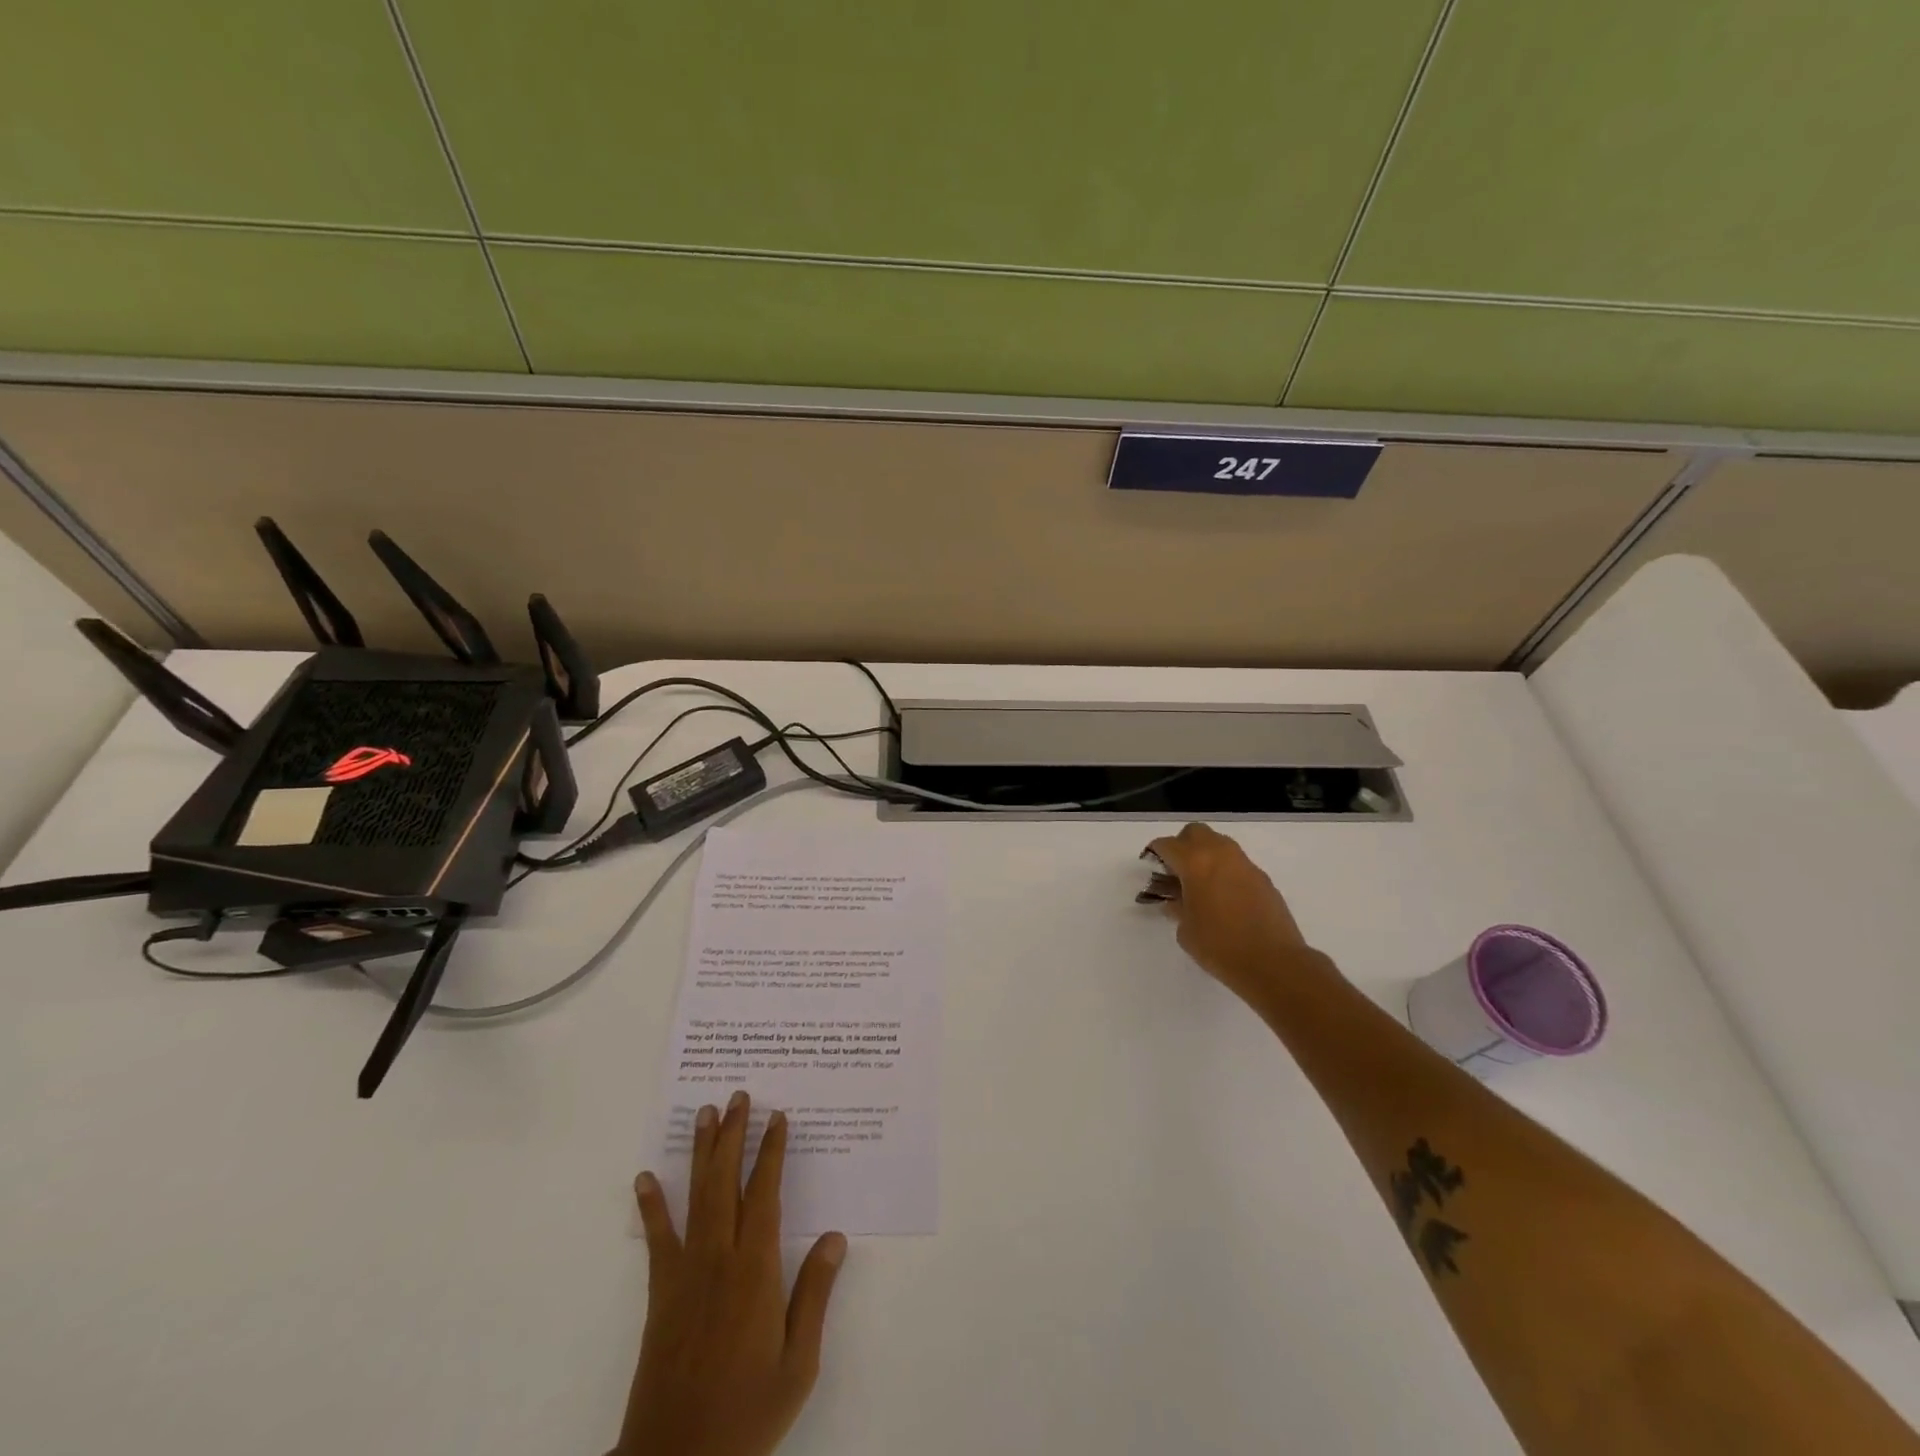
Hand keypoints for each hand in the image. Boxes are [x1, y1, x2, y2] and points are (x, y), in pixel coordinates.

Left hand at [618, 1092, 847, 1455]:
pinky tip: (644, 1177)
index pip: (766, 1194)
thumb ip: (815, 1294)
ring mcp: (685, 1273)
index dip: (772, 1152)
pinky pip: (657, 1239)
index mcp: (756, 1271)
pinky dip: (651, 1206)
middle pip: (727, 1182)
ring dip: (702, 1153)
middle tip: (738, 1096)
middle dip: (734, 1135)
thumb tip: (835, 1236)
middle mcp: (719, 1259)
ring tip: (704, 1114)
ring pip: (696, 1197)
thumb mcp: (798, 1362)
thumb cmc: (747, 1412)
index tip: (778, 1117)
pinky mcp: (660, 1293)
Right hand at [1146, 823, 1322, 1004]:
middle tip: (1177, 871)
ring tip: (1201, 885)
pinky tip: (1225, 898)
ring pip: (1220, 844)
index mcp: (1195, 862)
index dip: (1155, 854)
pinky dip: (1226, 871)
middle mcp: (1221, 854)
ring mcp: (1245, 865)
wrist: (1273, 963)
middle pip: (1195, 832)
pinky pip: (1238, 864)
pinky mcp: (1263, 879)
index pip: (1167, 844)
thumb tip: (1176, 900)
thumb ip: (1177, 907)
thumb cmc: (1219, 946)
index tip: (1152, 869)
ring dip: (1206, 856)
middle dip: (1182, 845)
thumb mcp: (1185, 929)